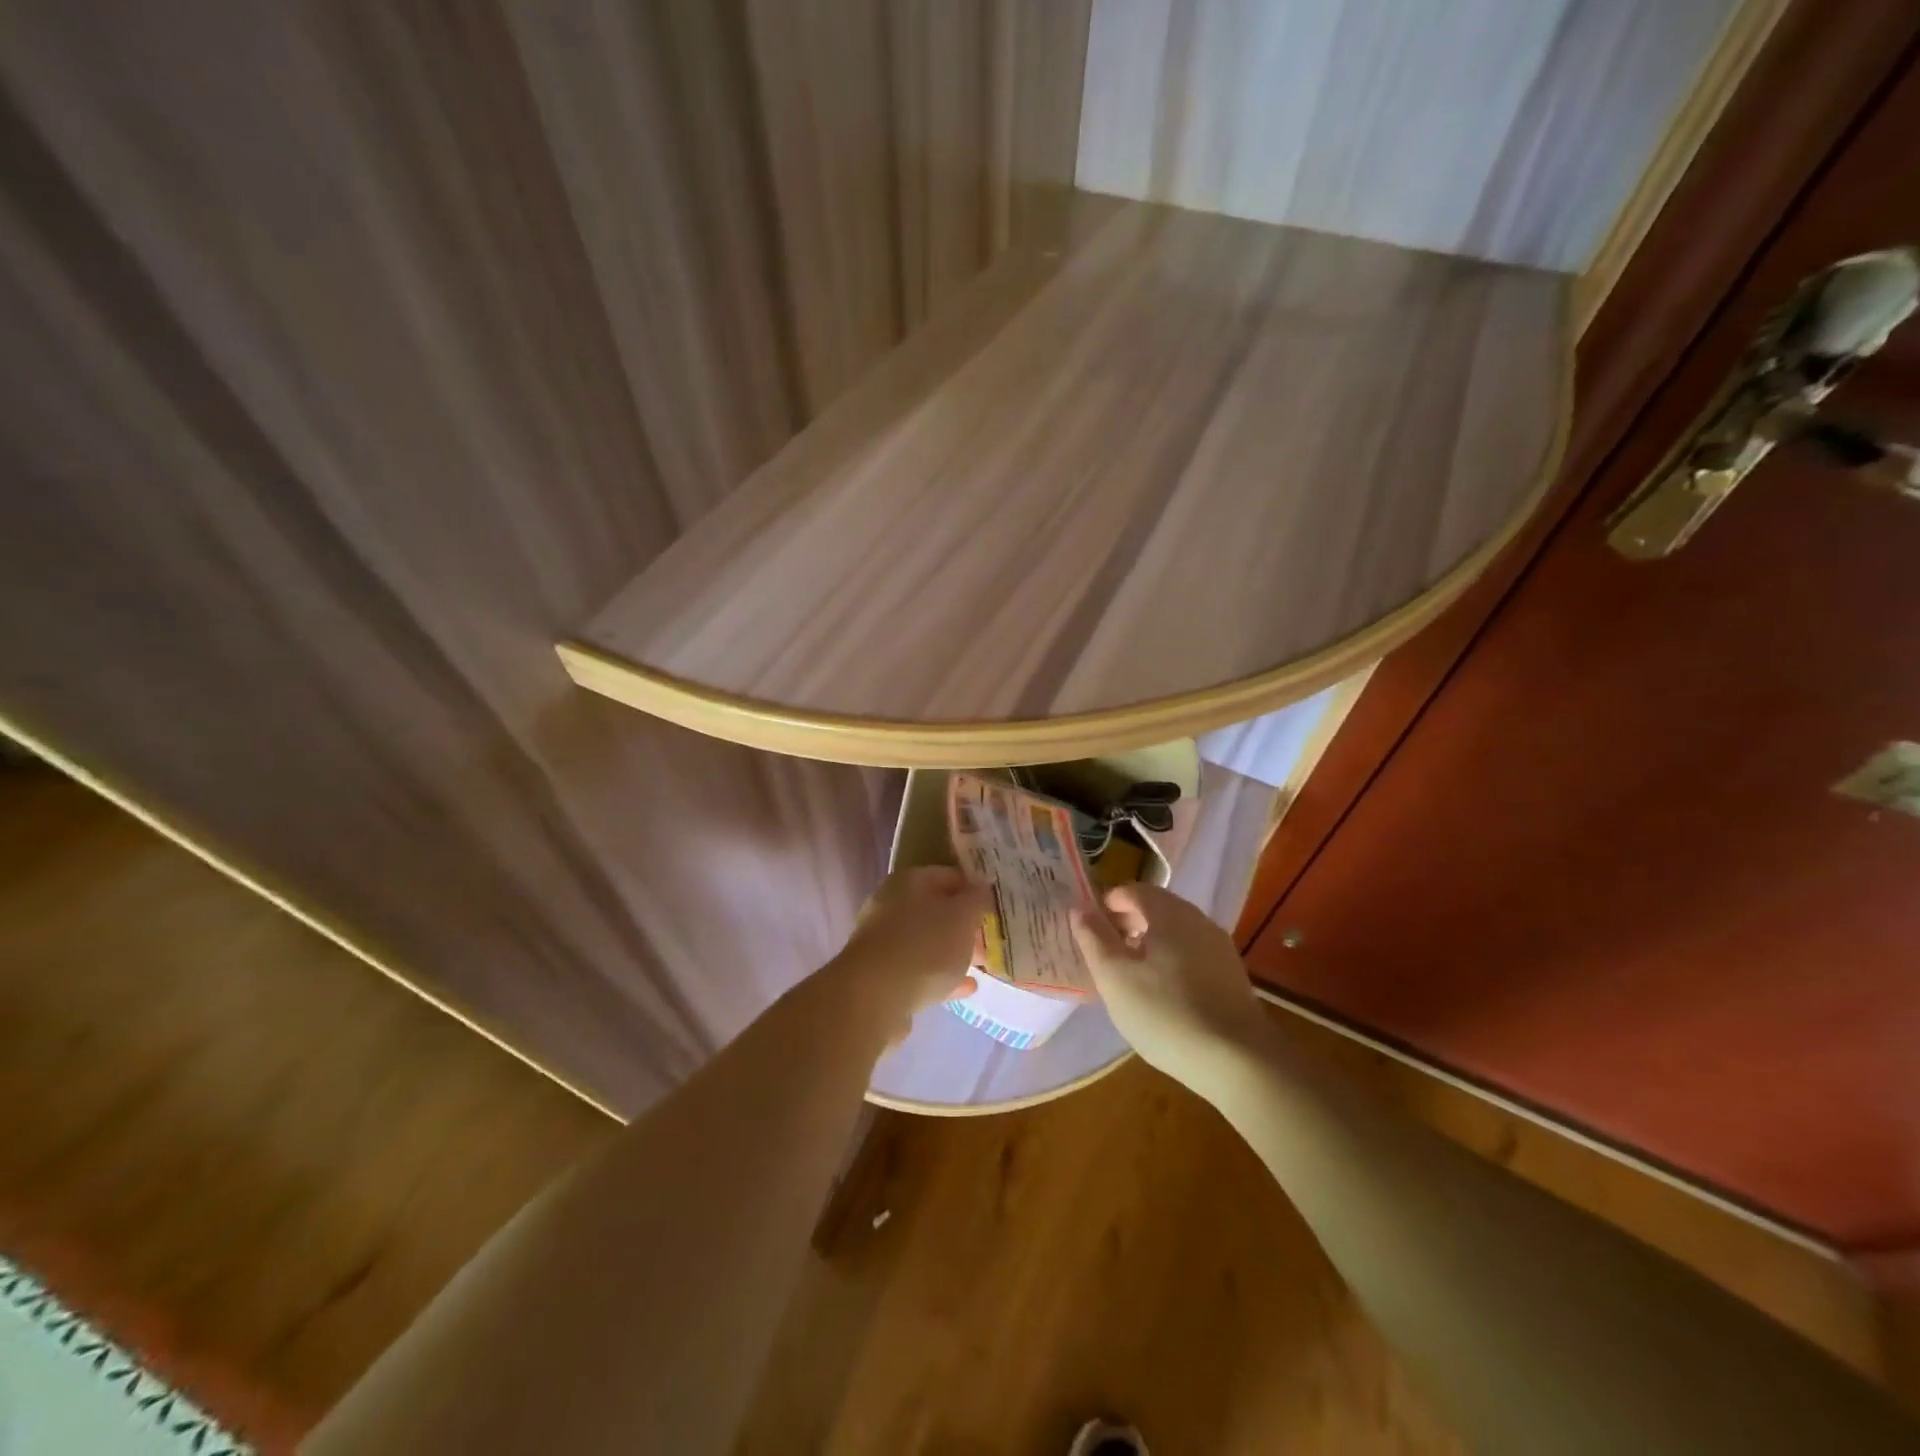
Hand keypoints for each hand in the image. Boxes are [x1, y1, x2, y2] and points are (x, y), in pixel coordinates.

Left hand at [824, 866, 988, 1041]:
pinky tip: (967, 987)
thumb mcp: (962, 917)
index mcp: (909, 881)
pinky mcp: (882, 976)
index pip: (949, 875)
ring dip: (953, 949)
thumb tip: (981, 889)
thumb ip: (976, 899)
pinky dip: (942, 975)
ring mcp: (884, 942)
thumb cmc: (924, 946)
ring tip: (982, 961)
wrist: (874, 998)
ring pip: (927, 940)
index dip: (975, 887)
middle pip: (936, 908)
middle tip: (991, 935)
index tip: (997, 904)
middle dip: (964, 922)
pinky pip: (919, 970)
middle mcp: (891, 905)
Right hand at [1070, 883, 1267, 1088]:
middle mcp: (1198, 920)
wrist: (1238, 1060)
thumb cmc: (1165, 1012)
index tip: (1090, 927)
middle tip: (1105, 950)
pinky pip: (1192, 954)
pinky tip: (1162, 992)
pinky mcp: (1231, 975)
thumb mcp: (1115, 977)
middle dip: (1128, 922)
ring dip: (1149, 942)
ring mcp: (1219, 948)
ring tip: (1130, 973)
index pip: (1133, 890)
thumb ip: (1094, 938)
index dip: (1108, 903)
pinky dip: (1170, 960)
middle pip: (1157, 908)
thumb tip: (1080, 908)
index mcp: (1170, 913)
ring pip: (1176, 932)